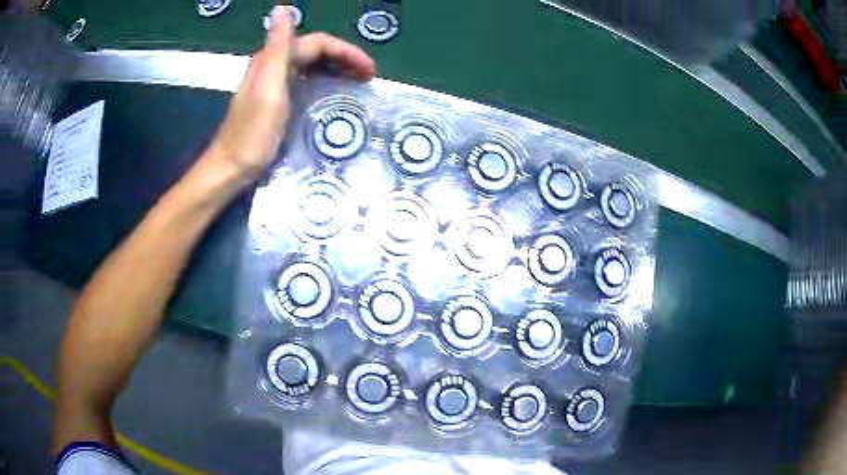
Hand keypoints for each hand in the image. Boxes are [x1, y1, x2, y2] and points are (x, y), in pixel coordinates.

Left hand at [210, 6, 375, 178]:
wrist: (230, 169)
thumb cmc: (252, 134)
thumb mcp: (268, 88)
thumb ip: (277, 46)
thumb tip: (283, 8)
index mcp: (273, 59)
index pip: (317, 43)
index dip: (345, 51)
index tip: (370, 70)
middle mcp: (272, 65)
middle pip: (315, 51)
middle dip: (345, 59)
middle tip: (369, 76)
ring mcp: (272, 83)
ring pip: (311, 65)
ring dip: (337, 69)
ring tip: (358, 83)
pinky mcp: (274, 100)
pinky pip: (305, 81)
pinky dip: (323, 82)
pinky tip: (332, 93)